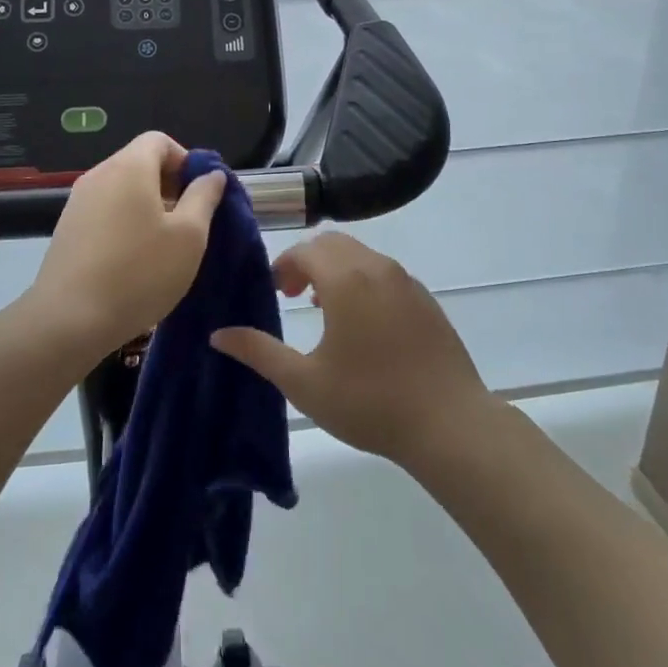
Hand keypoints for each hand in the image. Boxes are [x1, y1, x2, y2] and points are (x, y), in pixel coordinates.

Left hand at [27, 132, 226, 357]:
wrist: (69, 320)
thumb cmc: (139, 273)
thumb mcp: (189, 236)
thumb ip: (204, 197)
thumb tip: (211, 175)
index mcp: (129, 167)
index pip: (159, 140)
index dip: (185, 160)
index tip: (199, 195)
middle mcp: (99, 175)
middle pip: (139, 163)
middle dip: (168, 185)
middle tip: (187, 223)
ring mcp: (77, 202)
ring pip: (122, 190)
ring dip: (147, 207)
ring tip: (162, 246)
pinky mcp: (67, 229)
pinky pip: (104, 212)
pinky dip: (124, 223)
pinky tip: (133, 261)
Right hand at [211, 233, 490, 465]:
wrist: (449, 423)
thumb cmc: (369, 401)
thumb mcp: (304, 382)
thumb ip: (258, 352)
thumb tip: (218, 334)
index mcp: (345, 279)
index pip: (305, 250)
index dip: (284, 266)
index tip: (275, 293)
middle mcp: (376, 268)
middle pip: (333, 244)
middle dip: (307, 261)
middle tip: (293, 296)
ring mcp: (406, 282)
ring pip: (361, 255)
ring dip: (336, 269)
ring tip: (324, 308)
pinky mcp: (426, 299)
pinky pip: (385, 273)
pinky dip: (363, 280)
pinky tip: (363, 324)